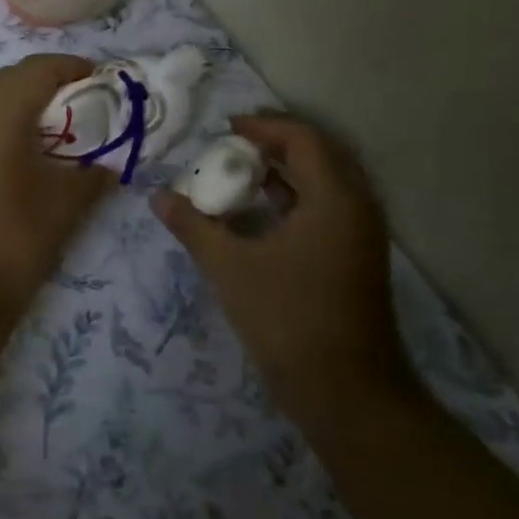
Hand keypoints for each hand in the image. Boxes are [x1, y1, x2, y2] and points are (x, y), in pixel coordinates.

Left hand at [0, 55, 111, 326]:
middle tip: (74, 109)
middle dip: (43, 86)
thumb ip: (93, 173)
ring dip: (12, 105)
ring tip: (42, 133)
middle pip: (7, 78)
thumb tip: (108, 165)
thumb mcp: (65, 205)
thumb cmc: (11, 243)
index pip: (39, 68)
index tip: (99, 82)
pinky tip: (6, 155)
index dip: (73, 69)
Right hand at [153, 115, 404, 396]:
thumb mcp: (231, 268)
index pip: (303, 139)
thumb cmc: (288, 319)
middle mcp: (357, 208)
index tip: (225, 129)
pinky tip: (257, 215)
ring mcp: (360, 236)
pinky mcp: (355, 259)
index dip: (263, 126)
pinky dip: (292, 200)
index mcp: (335, 199)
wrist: (346, 393)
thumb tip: (158, 197)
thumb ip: (193, 226)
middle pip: (318, 155)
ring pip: (323, 184)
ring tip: (238, 174)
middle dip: (274, 144)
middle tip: (231, 146)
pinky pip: (325, 210)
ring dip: (284, 173)